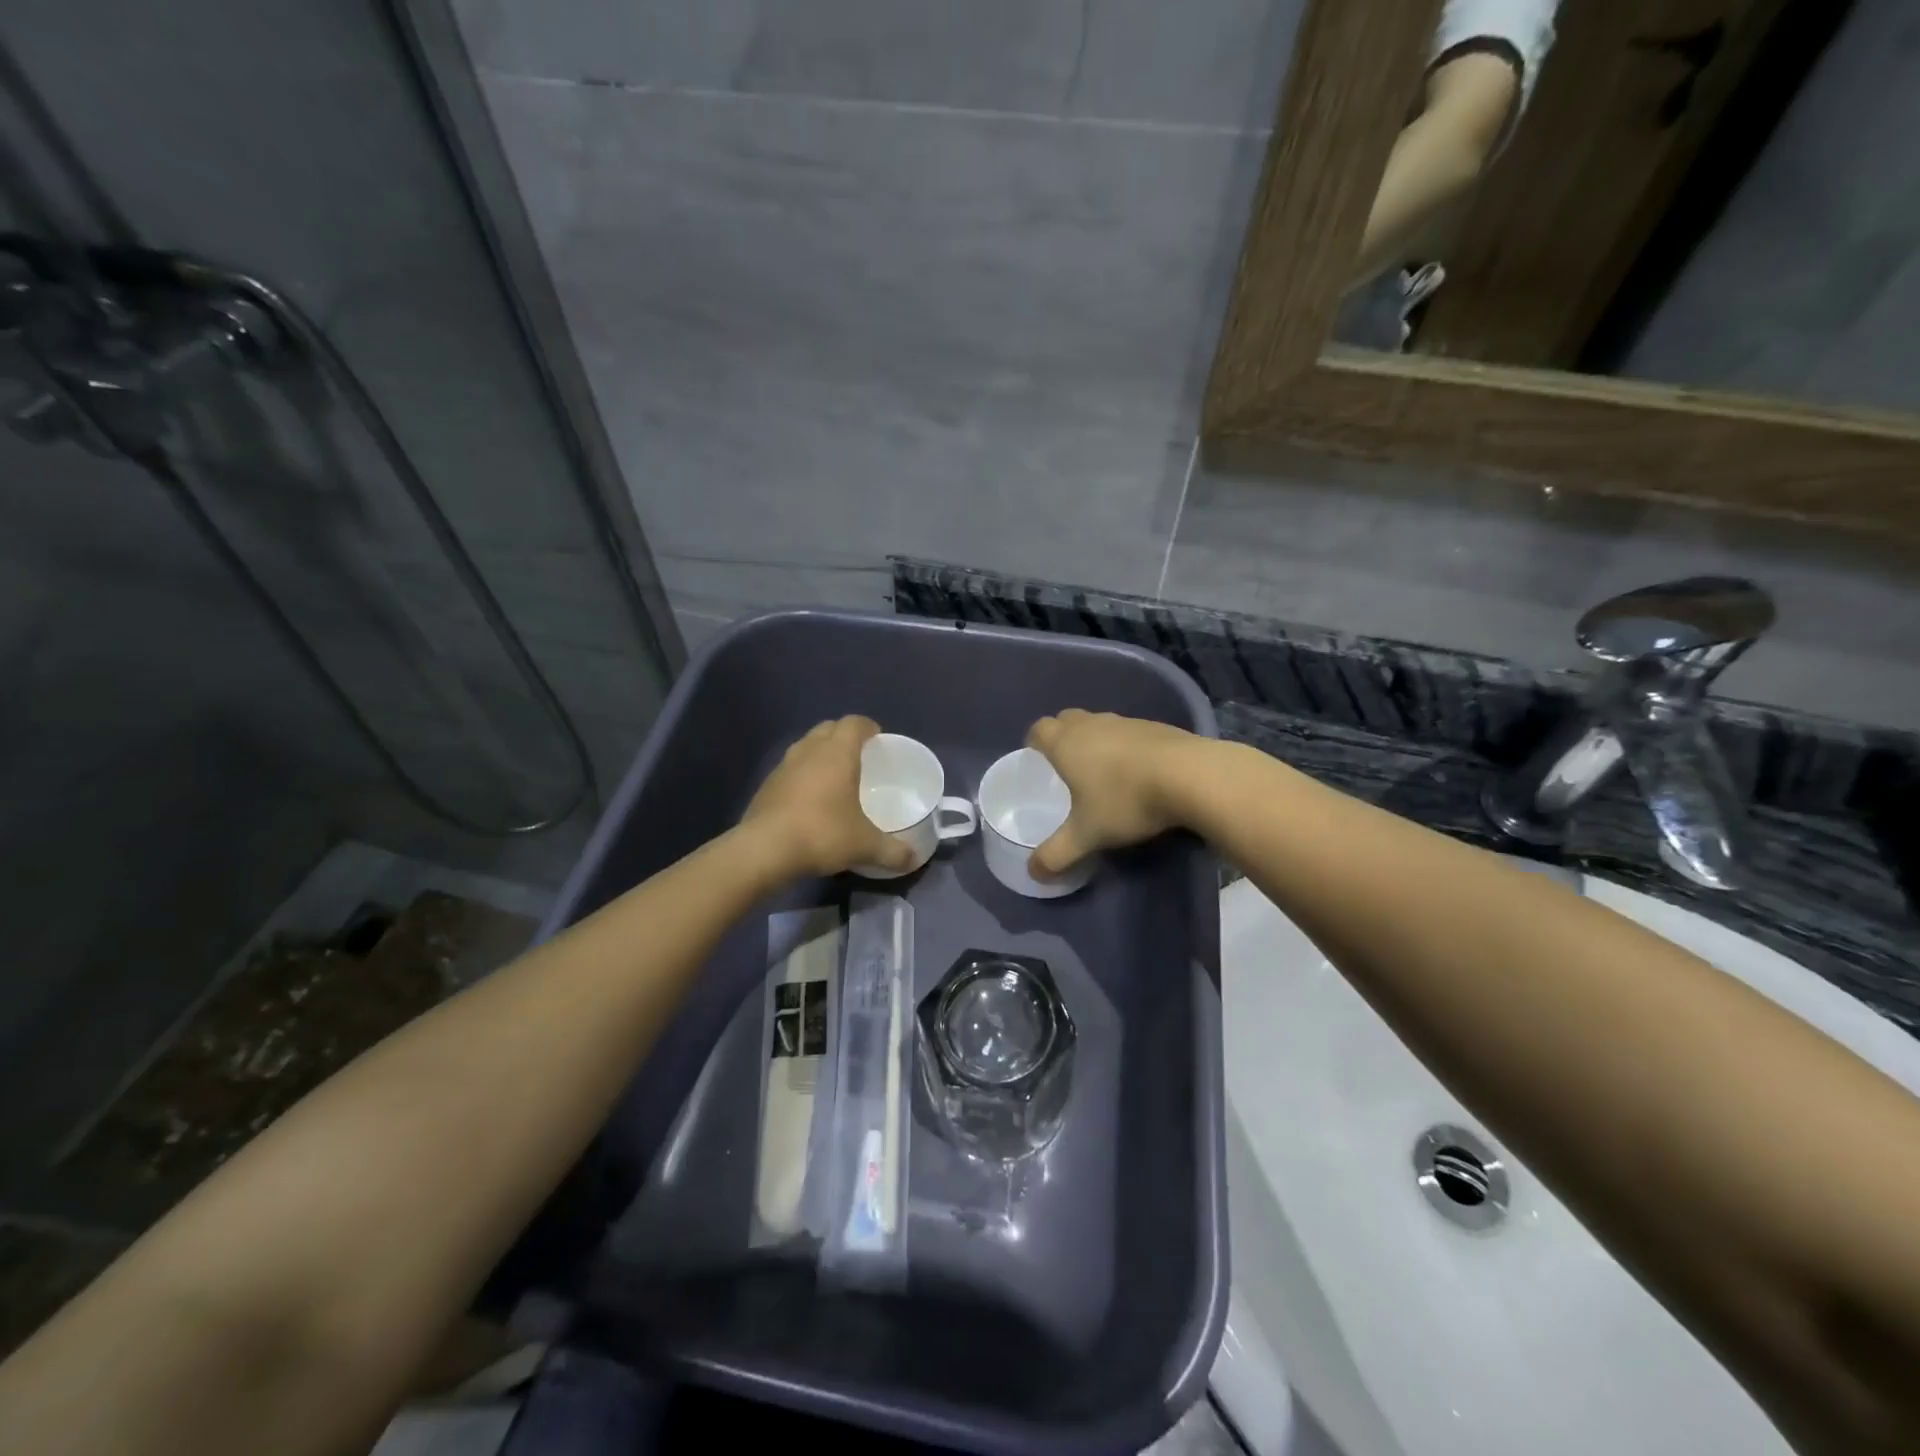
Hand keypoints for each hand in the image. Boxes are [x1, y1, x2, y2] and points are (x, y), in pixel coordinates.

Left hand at [742, 717, 915, 878]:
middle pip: (828, 728)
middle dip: (844, 735)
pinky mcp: (766, 785)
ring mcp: (784, 766)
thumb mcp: (865, 846)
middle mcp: (809, 751)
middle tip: (859, 755)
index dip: (867, 727)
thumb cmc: (822, 834)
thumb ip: (893, 851)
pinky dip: (803, 774)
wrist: (764, 850)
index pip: (854, 723)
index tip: (878, 738)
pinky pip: (790, 768)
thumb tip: (912, 859)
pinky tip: (809, 798)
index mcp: (837, 754)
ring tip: (834, 774)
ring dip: (820, 752)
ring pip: (806, 746)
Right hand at [1025, 710, 1198, 878]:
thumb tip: (1032, 874)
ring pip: (1100, 724)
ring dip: (1096, 741)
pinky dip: (1126, 747)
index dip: (1033, 743)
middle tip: (1066, 768)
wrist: (1192, 776)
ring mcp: (1127, 722)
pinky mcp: (1158, 726)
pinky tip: (1139, 773)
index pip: (1039, 729)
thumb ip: (1056, 855)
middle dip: (1062, 737)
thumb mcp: (1087, 836)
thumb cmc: (1126, 800)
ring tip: (1103, 773)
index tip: (1037, 761)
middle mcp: (1093, 724)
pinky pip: (1130, 732)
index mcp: (1067, 742)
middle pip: (1067, 720)